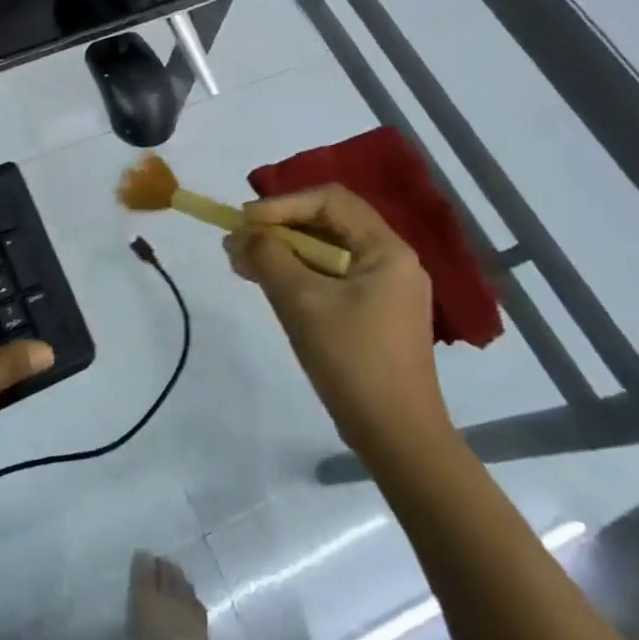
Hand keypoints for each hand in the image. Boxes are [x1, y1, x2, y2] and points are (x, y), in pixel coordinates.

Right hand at [225, 185, 452, 462]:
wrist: (398, 439)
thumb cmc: (352, 362)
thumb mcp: (301, 302)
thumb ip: (267, 257)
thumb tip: (239, 234)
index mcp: (386, 250)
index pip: (330, 200)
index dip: (284, 204)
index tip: (246, 221)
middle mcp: (392, 261)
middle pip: (328, 223)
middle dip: (280, 228)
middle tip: (239, 242)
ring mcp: (385, 289)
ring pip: (327, 252)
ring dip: (284, 252)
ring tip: (244, 263)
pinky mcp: (374, 314)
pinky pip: (331, 278)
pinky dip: (298, 275)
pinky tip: (268, 284)